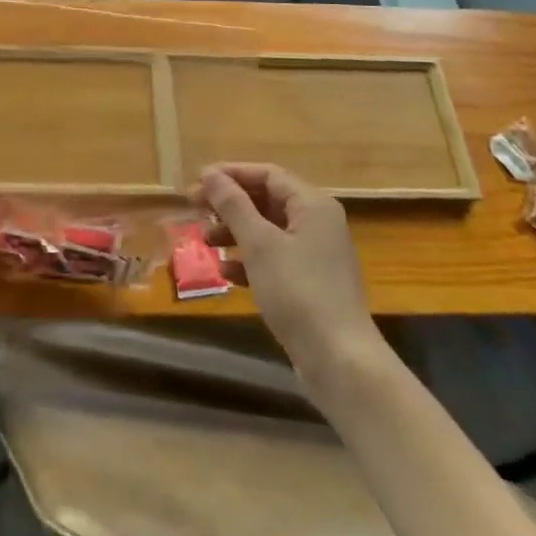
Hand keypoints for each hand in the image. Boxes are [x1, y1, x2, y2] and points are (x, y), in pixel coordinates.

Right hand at [195, 163, 376, 376]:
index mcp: (312, 205)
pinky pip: (275, 259)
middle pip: (267, 200)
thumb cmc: (298, 292)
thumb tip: (210, 174)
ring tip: (206, 241)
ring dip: (236, 232)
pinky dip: (249, 260)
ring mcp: (317, 255)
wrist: (340, 361)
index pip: (267, 174)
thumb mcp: (259, 244)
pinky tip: (226, 272)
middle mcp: (318, 223)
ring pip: (269, 231)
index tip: (198, 181)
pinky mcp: (311, 284)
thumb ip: (233, 205)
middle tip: (194, 209)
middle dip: (230, 204)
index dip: (231, 174)